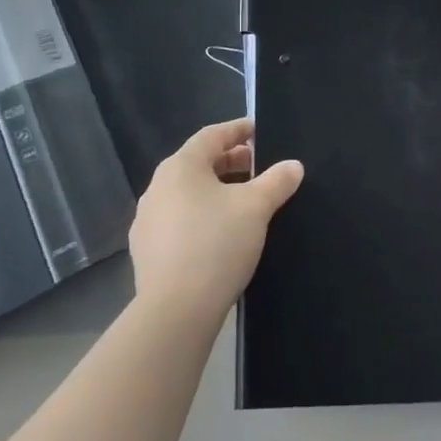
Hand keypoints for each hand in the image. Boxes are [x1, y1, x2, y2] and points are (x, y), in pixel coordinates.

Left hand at [129, 118, 303, 324]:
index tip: (258, 130)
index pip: (212, 135)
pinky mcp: (146, 250)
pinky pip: (178, 220)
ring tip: (242, 201)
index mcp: (181, 166)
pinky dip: (200, 216)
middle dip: (230, 162)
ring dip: (215, 190)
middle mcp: (158, 186)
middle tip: (258, 167)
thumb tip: (294, 165)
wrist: (175, 310)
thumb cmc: (217, 244)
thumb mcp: (256, 208)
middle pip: (199, 163)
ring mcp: (148, 219)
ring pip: (187, 193)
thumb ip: (276, 181)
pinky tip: (218, 233)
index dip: (237, 130)